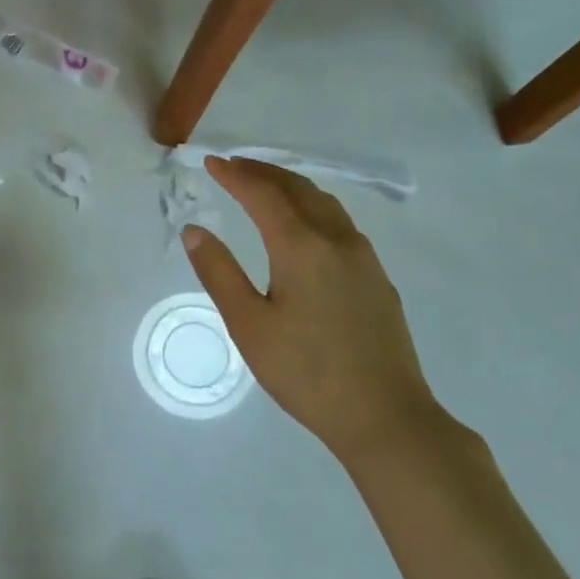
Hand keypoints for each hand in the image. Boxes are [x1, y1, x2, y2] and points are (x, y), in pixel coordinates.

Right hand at [182, 157, 444, 462]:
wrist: (385, 417)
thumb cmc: (305, 372)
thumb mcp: (248, 324)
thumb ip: (218, 271)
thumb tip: (194, 230)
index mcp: (302, 246)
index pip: (263, 194)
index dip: (235, 175)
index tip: (210, 161)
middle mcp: (337, 240)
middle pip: (298, 189)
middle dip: (263, 172)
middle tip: (233, 166)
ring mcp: (364, 259)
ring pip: (325, 203)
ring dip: (291, 186)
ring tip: (264, 186)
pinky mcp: (377, 279)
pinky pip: (340, 223)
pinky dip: (312, 207)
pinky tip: (303, 226)